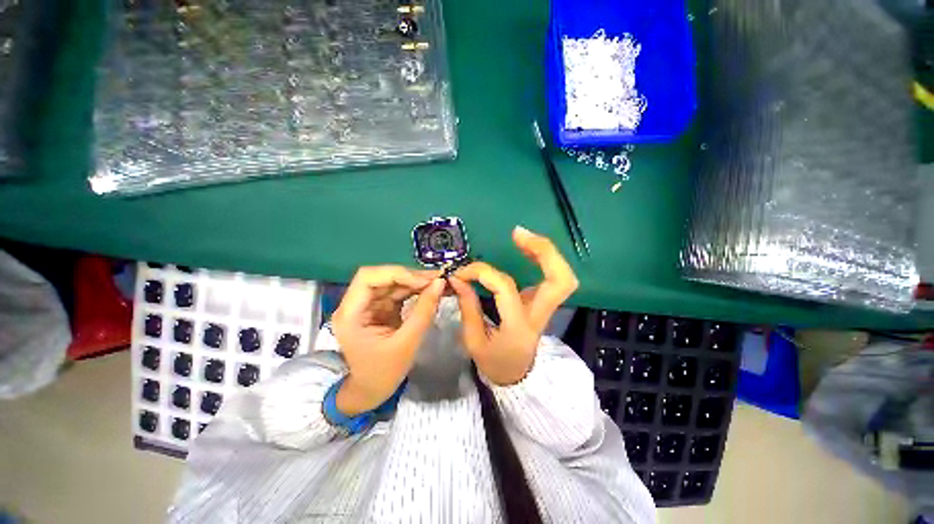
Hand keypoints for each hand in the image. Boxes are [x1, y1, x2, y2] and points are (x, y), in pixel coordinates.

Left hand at [331, 266, 444, 414]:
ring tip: (438, 282)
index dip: (396, 273)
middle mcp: (356, 304)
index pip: (368, 278)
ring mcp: (368, 305)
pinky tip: (430, 289)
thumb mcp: (407, 342)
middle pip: (381, 277)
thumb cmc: (384, 372)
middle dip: (410, 276)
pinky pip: (398, 291)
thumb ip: (424, 311)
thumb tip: (440, 283)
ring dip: (415, 281)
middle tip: (436, 278)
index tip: (423, 281)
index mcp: (351, 314)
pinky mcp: (380, 308)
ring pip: (392, 282)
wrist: (372, 390)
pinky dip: (414, 289)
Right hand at [449, 226, 578, 385]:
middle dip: (543, 251)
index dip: (481, 272)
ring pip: (562, 275)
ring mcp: (545, 306)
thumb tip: (458, 279)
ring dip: (545, 251)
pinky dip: (543, 258)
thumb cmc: (495, 363)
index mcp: (519, 326)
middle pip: (559, 279)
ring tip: (521, 236)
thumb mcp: (474, 342)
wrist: (518, 377)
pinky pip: (552, 276)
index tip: (462, 272)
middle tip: (517, 234)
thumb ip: (468, 307)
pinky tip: (526, 248)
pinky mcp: (542, 301)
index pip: (504, 287)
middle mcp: (539, 314)